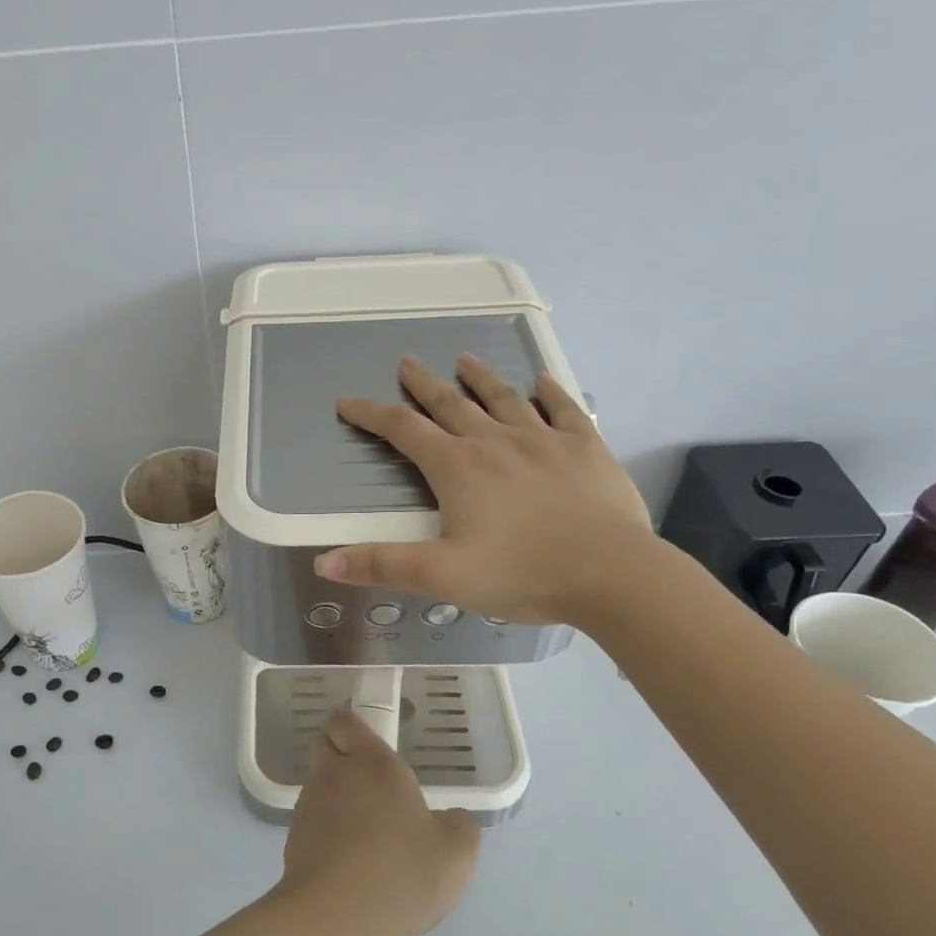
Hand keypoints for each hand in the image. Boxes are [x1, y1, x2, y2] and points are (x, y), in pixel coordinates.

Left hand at [273, 710, 479, 935]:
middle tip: (370, 785)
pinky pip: (311, 820)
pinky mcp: (293, 836)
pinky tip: (348, 859)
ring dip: (335, 796)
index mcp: (373, 763)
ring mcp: (309, 804)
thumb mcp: (455, 855)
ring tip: (363, 831)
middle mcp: (335, 773)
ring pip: (318, 784)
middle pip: (325, 746)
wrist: (334, 916)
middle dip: (341, 756)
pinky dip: (326, 829)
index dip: (353, 728)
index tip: (371, 746)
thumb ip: (460, 827)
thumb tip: (451, 819)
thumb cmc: (399, 872)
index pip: (345, 721)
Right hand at [314, 353, 651, 626]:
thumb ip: (382, 565)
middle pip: (450, 404)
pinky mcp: (585, 449)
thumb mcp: (441, 576)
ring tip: (464, 359)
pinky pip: (563, 410)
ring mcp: (544, 440)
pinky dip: (549, 393)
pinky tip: (542, 382)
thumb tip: (322, 562)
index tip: (347, 402)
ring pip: (503, 398)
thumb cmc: (521, 573)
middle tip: (406, 363)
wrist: (612, 574)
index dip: (371, 415)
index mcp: (457, 468)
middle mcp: (495, 442)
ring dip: (480, 378)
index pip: (403, 431)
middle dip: (423, 384)